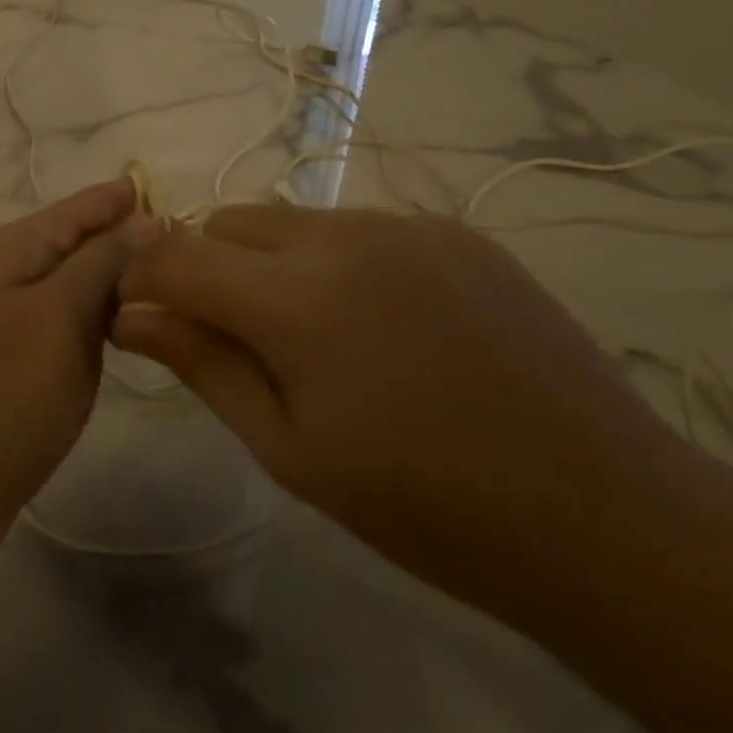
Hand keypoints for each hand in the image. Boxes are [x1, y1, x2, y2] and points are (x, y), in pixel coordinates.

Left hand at [0, 179, 156, 553]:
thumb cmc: (2, 394)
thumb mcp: (58, 316)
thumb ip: (101, 261)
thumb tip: (143, 215)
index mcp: (18, 247)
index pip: (88, 203)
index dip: (134, 199)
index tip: (193, 205)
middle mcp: (15, 271)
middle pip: (85, 239)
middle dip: (136, 238)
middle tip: (203, 249)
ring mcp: (19, 317)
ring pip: (83, 281)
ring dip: (124, 280)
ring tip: (184, 282)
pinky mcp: (26, 358)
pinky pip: (75, 321)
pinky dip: (107, 318)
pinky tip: (140, 327)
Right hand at [112, 205, 683, 619]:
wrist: (601, 511)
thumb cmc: (424, 505)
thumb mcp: (288, 448)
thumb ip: (202, 365)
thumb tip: (130, 318)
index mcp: (298, 299)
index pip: (176, 255)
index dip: (141, 282)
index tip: (139, 320)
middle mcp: (346, 235)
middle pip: (228, 223)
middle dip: (204, 269)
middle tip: (231, 341)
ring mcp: (407, 224)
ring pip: (290, 220)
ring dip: (267, 264)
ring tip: (309, 337)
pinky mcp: (454, 230)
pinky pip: (356, 227)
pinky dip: (330, 261)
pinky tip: (376, 325)